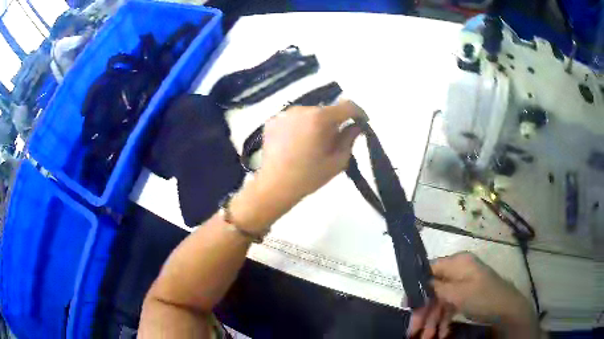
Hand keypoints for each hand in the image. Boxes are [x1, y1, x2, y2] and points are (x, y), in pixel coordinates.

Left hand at [230, 101, 363, 233]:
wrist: (274, 186)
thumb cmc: (309, 176)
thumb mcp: (338, 161)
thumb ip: (350, 139)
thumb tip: (356, 126)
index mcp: (320, 118)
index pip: (347, 105)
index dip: (358, 112)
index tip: (361, 122)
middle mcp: (302, 109)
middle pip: (326, 110)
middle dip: (334, 122)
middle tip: (333, 141)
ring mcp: (284, 114)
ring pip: (309, 113)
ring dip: (315, 123)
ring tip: (311, 144)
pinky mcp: (272, 121)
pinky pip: (293, 119)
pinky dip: (299, 127)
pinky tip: (296, 144)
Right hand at [408, 252, 538, 338]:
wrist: (506, 309)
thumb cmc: (482, 297)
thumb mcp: (457, 293)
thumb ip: (436, 287)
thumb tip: (418, 283)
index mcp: (458, 263)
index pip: (430, 270)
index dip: (417, 287)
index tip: (406, 306)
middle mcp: (459, 271)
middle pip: (434, 290)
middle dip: (424, 311)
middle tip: (413, 330)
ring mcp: (463, 285)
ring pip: (441, 301)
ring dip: (433, 320)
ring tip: (427, 337)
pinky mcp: (467, 297)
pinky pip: (450, 307)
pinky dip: (444, 320)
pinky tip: (441, 333)